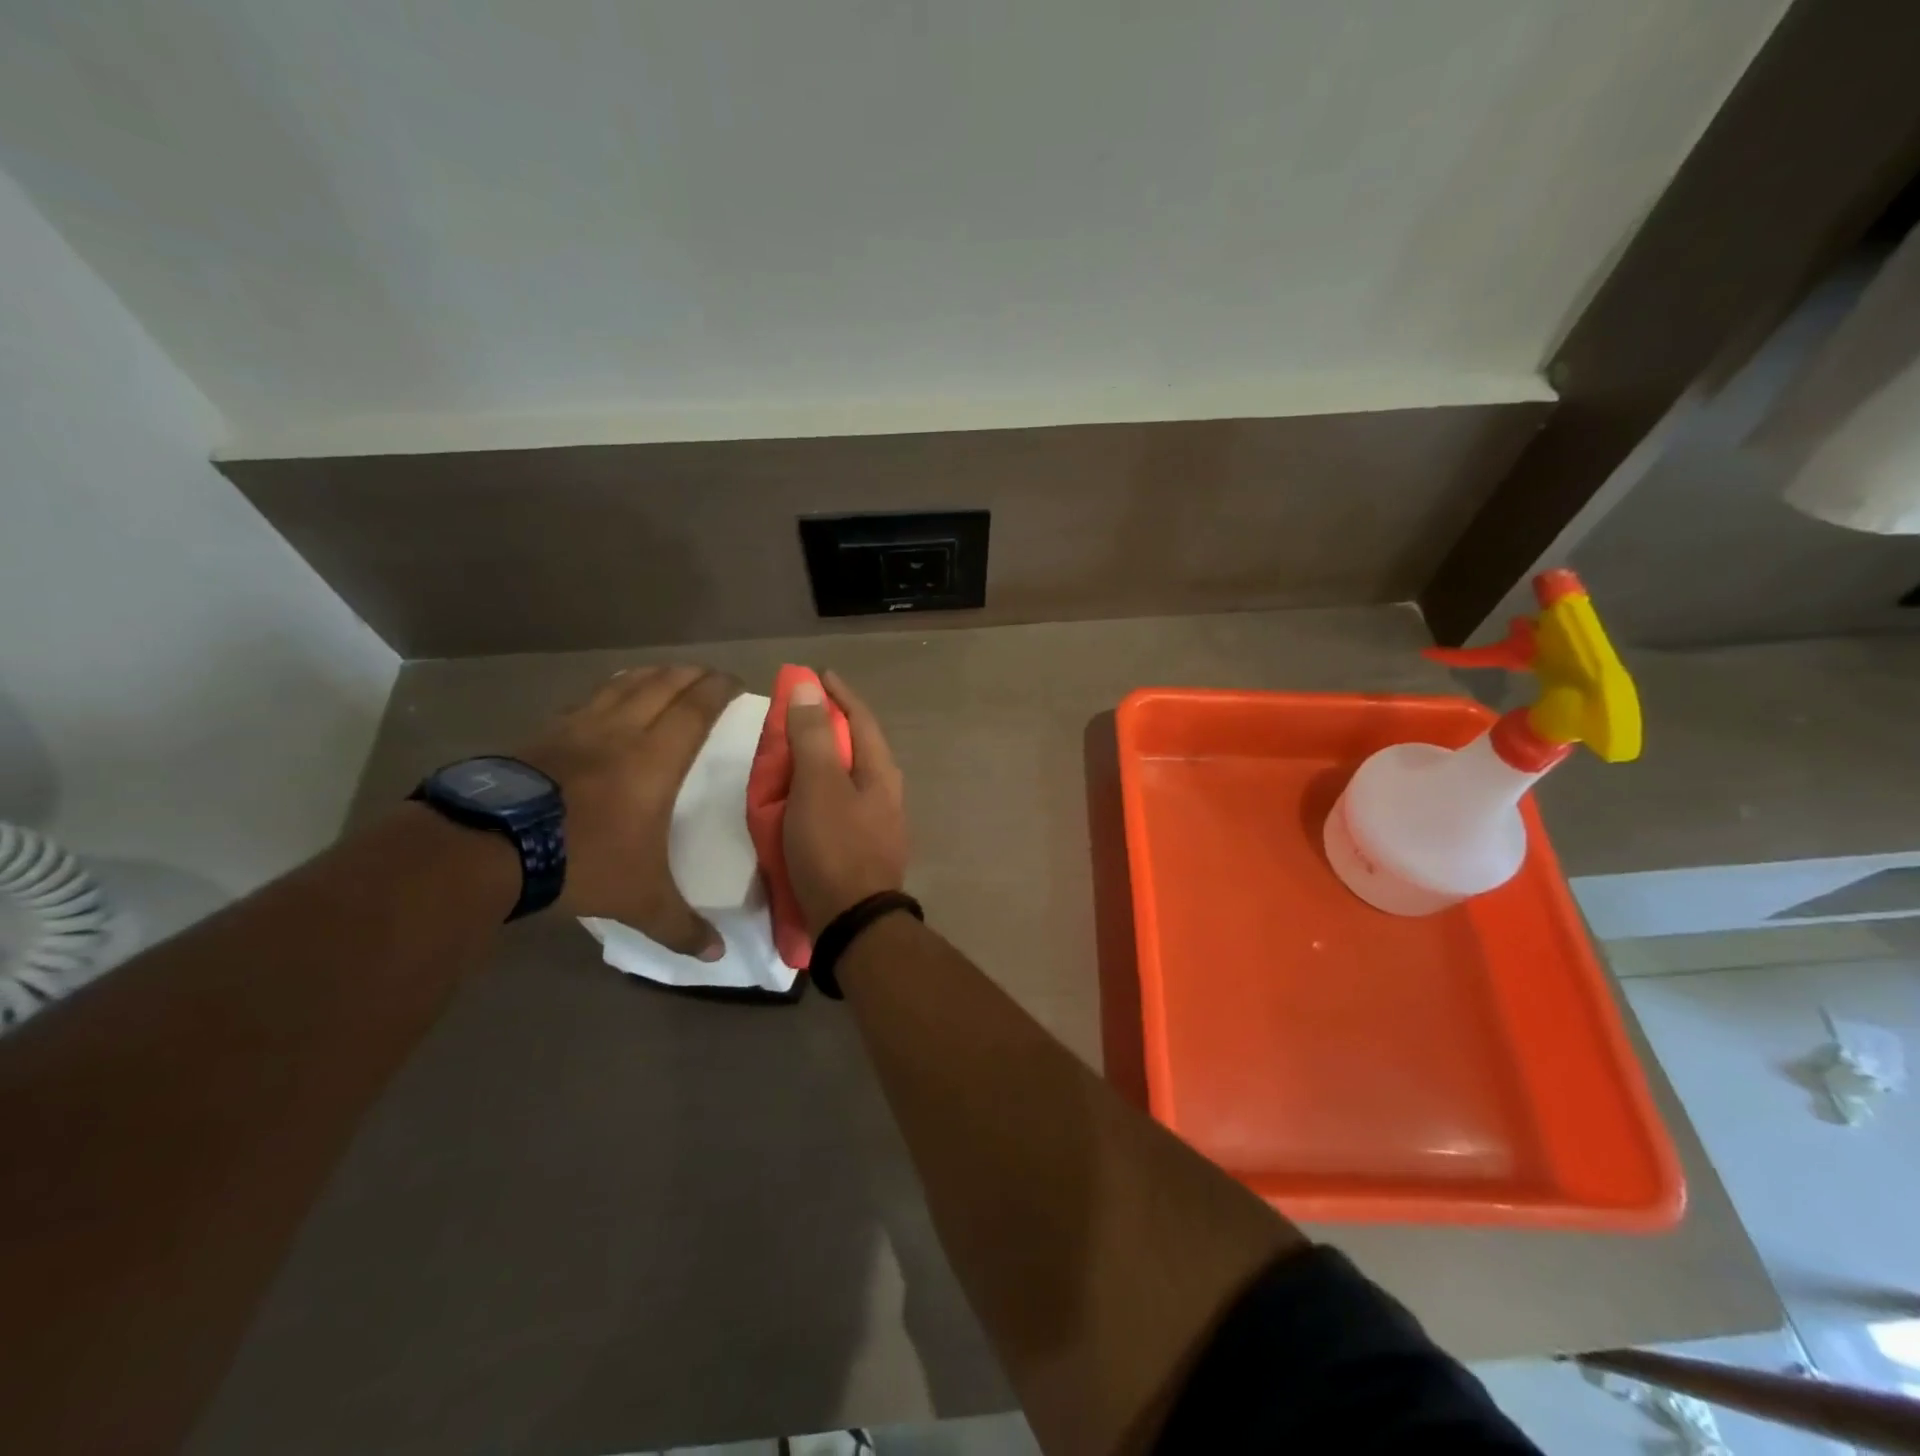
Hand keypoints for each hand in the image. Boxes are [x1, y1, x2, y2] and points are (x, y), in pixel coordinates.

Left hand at [517, 664, 740, 956]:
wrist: (489, 848)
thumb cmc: (581, 861)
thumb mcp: (639, 900)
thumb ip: (680, 926)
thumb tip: (717, 957)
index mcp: (655, 760)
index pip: (695, 709)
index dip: (718, 690)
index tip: (735, 682)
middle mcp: (620, 733)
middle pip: (662, 686)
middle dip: (690, 675)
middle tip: (707, 674)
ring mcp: (576, 729)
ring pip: (622, 685)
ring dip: (649, 674)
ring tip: (664, 673)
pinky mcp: (541, 735)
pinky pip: (585, 701)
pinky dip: (606, 691)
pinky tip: (604, 698)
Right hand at [784, 671, 908, 934]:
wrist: (853, 922)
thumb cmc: (834, 847)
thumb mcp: (818, 785)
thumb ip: (813, 735)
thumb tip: (809, 685)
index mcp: (880, 771)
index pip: (861, 718)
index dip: (838, 694)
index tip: (817, 675)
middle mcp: (886, 792)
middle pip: (856, 746)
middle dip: (828, 726)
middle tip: (795, 716)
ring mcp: (878, 823)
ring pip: (847, 777)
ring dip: (822, 760)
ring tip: (792, 756)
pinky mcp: (863, 848)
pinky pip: (839, 805)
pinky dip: (818, 792)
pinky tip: (800, 802)